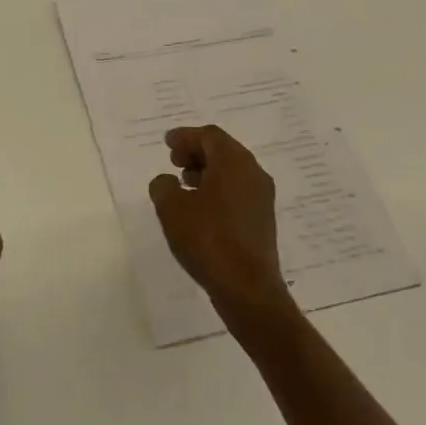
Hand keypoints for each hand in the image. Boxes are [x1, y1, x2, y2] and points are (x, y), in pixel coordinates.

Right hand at [148, 125, 292, 321]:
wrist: (248, 288)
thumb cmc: (208, 239)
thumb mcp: (172, 209)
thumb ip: (163, 186)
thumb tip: (167, 181)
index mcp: (234, 162)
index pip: (209, 136)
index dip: (185, 136)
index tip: (167, 143)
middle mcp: (253, 173)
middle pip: (223, 150)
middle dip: (196, 152)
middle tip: (174, 161)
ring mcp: (261, 197)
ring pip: (231, 172)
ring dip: (206, 171)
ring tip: (183, 183)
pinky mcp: (262, 219)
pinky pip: (237, 191)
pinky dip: (217, 189)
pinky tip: (200, 207)